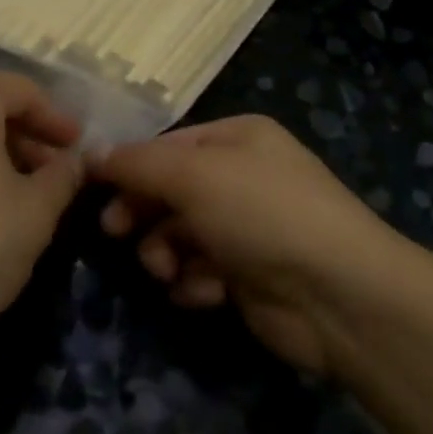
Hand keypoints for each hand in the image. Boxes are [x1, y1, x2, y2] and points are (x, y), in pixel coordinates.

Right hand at [91, 115, 394, 372]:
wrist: (339, 295)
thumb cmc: (262, 214)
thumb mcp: (193, 175)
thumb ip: (138, 164)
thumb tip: (93, 154)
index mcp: (237, 138)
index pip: (168, 145)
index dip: (130, 166)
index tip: (93, 189)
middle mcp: (243, 176)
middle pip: (171, 189)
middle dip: (142, 211)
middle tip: (114, 232)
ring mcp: (248, 227)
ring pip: (181, 233)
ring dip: (165, 251)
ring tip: (166, 269)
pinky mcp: (250, 275)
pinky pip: (203, 271)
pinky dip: (195, 282)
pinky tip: (204, 292)